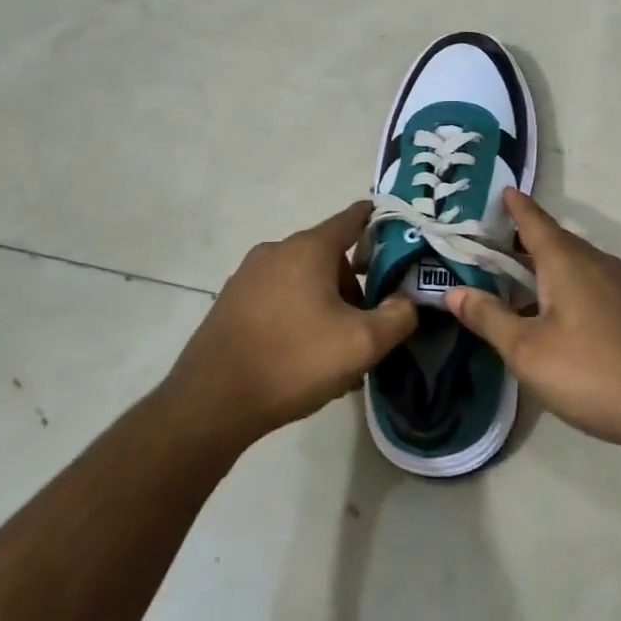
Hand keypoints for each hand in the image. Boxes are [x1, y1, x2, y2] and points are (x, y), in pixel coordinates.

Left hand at [163, 201, 416, 448]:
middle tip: (365, 327)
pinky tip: (302, 358)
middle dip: (352, 287)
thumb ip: (398, 317)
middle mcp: (276, 251)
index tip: (400, 234)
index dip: (379, 222)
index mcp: (308, 249)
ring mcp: (247, 276)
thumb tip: (408, 301)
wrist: (212, 402)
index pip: (353, 218)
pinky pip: (278, 299)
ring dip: (325, 307)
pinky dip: (297, 316)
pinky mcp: (231, 302)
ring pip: (303, 281)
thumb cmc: (294, 361)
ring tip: (334, 353)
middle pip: (329, 257)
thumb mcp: (362, 343)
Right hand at [444, 189, 620, 455]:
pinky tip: (552, 317)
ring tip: (512, 282)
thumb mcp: (528, 351)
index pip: (533, 220)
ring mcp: (620, 285)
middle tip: (486, 246)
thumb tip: (452, 291)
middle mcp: (595, 261)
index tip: (499, 191)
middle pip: (552, 241)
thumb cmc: (594, 372)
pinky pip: (589, 285)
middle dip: (520, 241)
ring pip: (572, 265)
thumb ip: (489, 317)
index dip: (514, 206)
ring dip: (541, 269)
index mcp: (566, 260)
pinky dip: (563, 288)